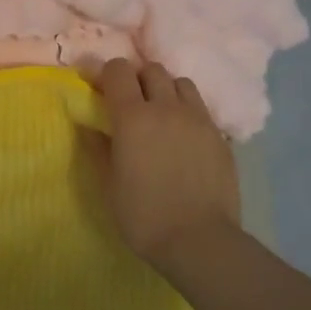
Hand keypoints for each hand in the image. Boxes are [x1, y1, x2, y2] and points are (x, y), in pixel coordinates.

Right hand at [88, 58, 239, 271]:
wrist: (199, 239)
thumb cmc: (143, 216)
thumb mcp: (109, 184)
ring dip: (166, 90)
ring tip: (160, 115)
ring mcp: (198, 119)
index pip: (118, 70)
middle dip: (137, 79)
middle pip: (152, 70)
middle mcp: (167, 108)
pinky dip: (187, 112)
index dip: (105, 73)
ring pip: (181, 83)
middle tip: (129, 103)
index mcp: (133, 117)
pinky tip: (183, 137)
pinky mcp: (220, 135)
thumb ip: (99, 147)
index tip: (97, 87)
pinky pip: (201, 109)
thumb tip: (90, 124)